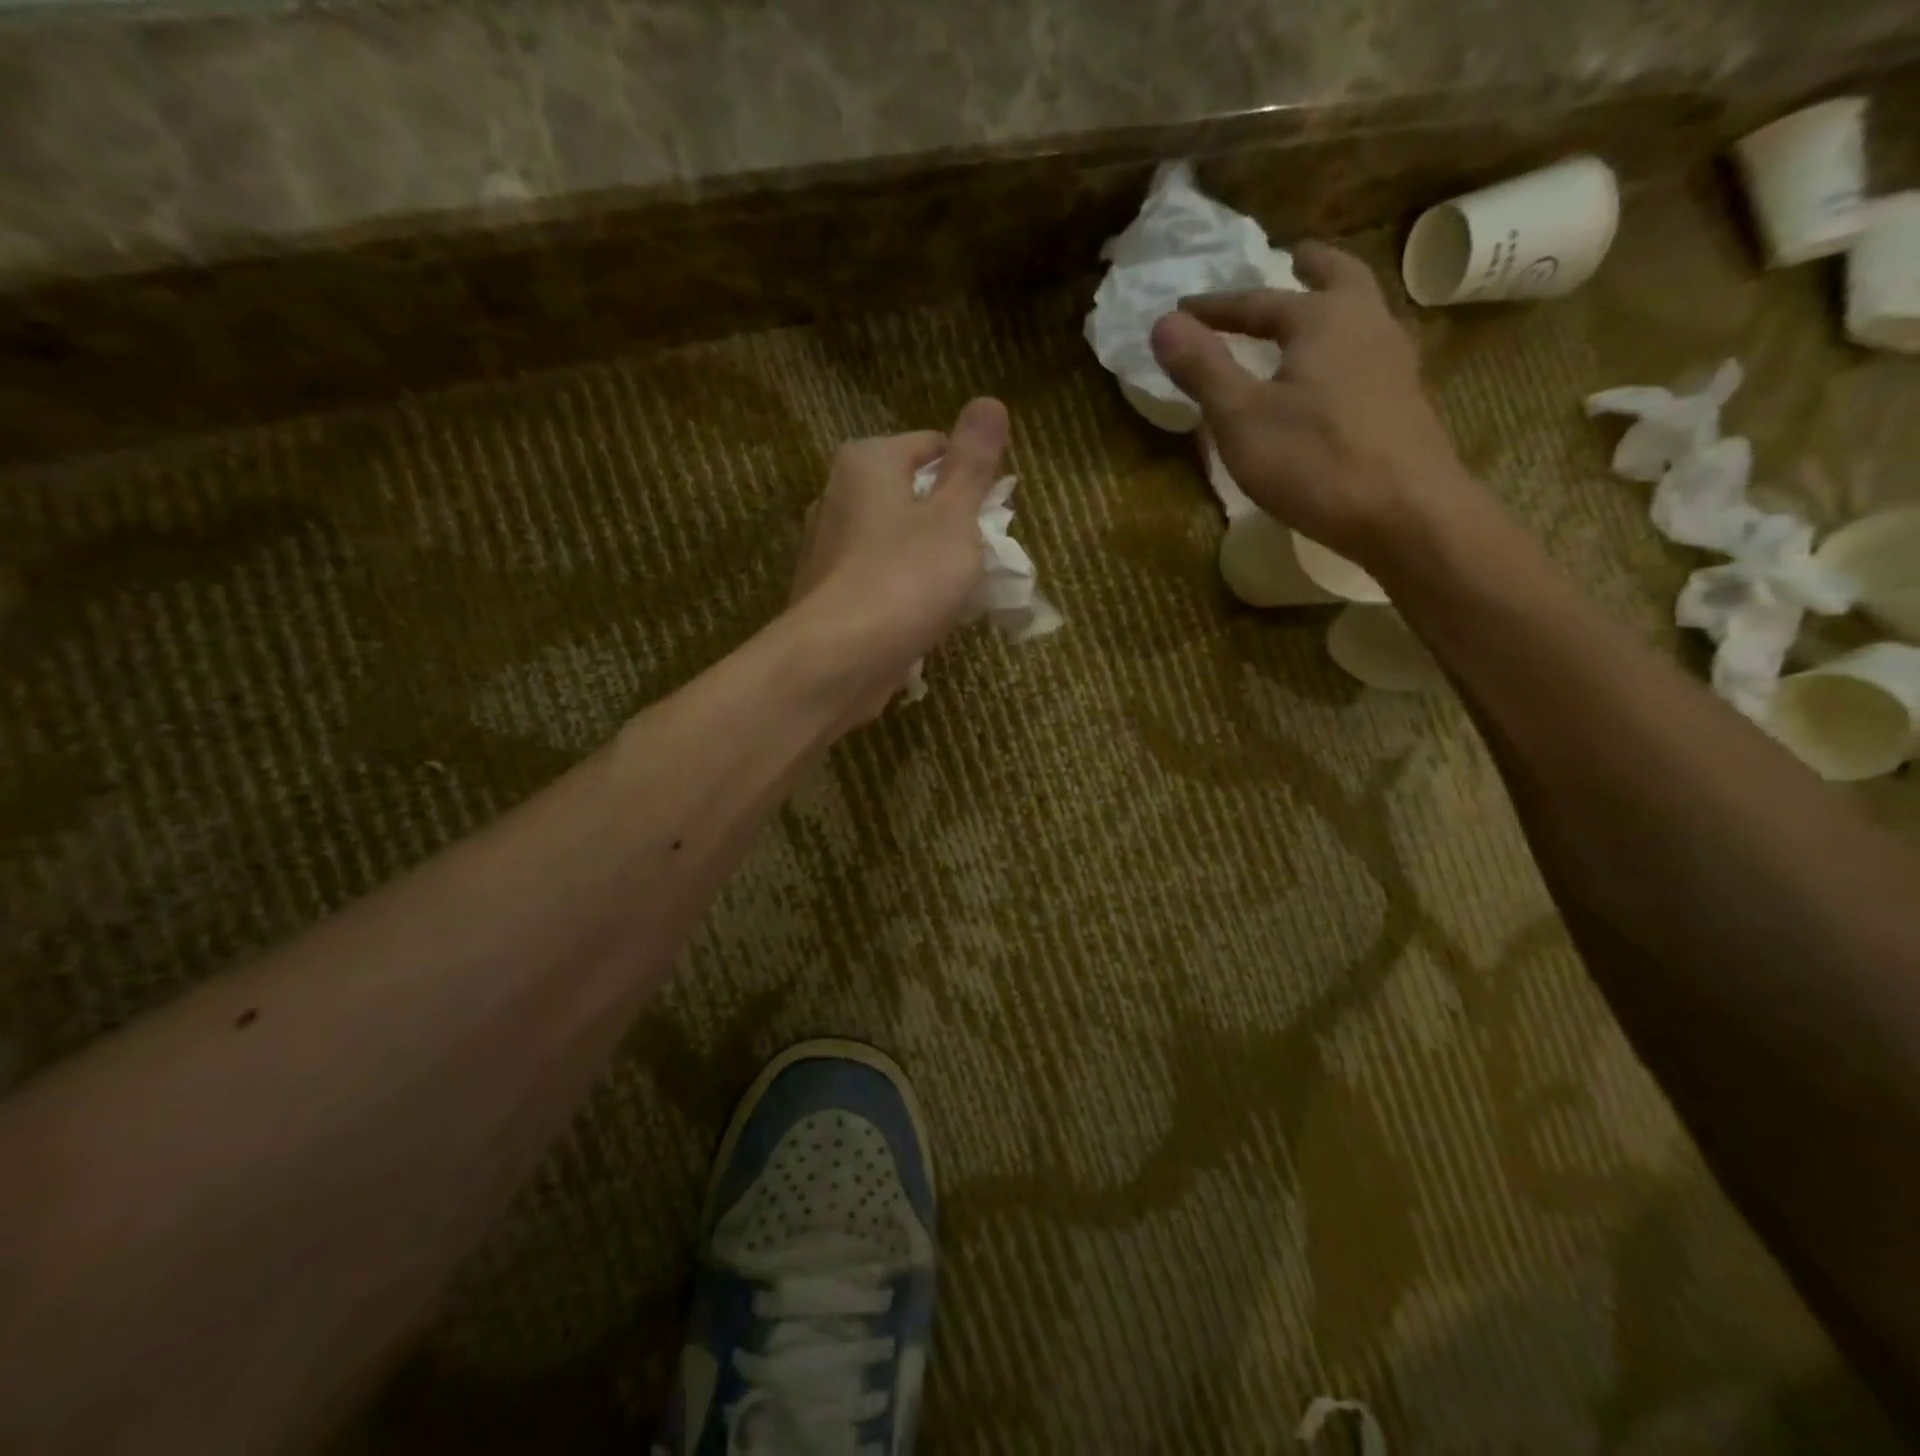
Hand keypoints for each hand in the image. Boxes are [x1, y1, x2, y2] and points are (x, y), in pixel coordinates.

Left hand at [790, 397, 1010, 718]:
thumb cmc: (905, 578)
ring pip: (896, 542)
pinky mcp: (826, 592)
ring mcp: (826, 547)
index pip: (933, 447)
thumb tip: (989, 401)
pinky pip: (878, 579)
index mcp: (866, 462)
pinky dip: (903, 592)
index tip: (989, 519)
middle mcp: (837, 494)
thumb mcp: (954, 516)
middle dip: (950, 524)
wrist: (839, 660)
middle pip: (913, 496)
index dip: (969, 479)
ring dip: (930, 562)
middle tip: (977, 560)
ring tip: (953, 595)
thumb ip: (973, 463)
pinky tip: (920, 619)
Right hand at [1148, 241, 1484, 566]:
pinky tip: (1333, 378)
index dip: (1216, 308)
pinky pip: (1368, 355)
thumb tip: (1162, 324)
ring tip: (1310, 318)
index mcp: (1324, 319)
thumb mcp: (1241, 418)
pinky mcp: (1404, 403)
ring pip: (1362, 315)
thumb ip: (1203, 369)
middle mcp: (1367, 325)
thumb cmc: (1314, 460)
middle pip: (1340, 280)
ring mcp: (1394, 364)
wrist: (1405, 513)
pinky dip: (1344, 348)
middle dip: (1311, 269)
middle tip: (1295, 258)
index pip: (1259, 301)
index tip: (1182, 311)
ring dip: (1333, 305)